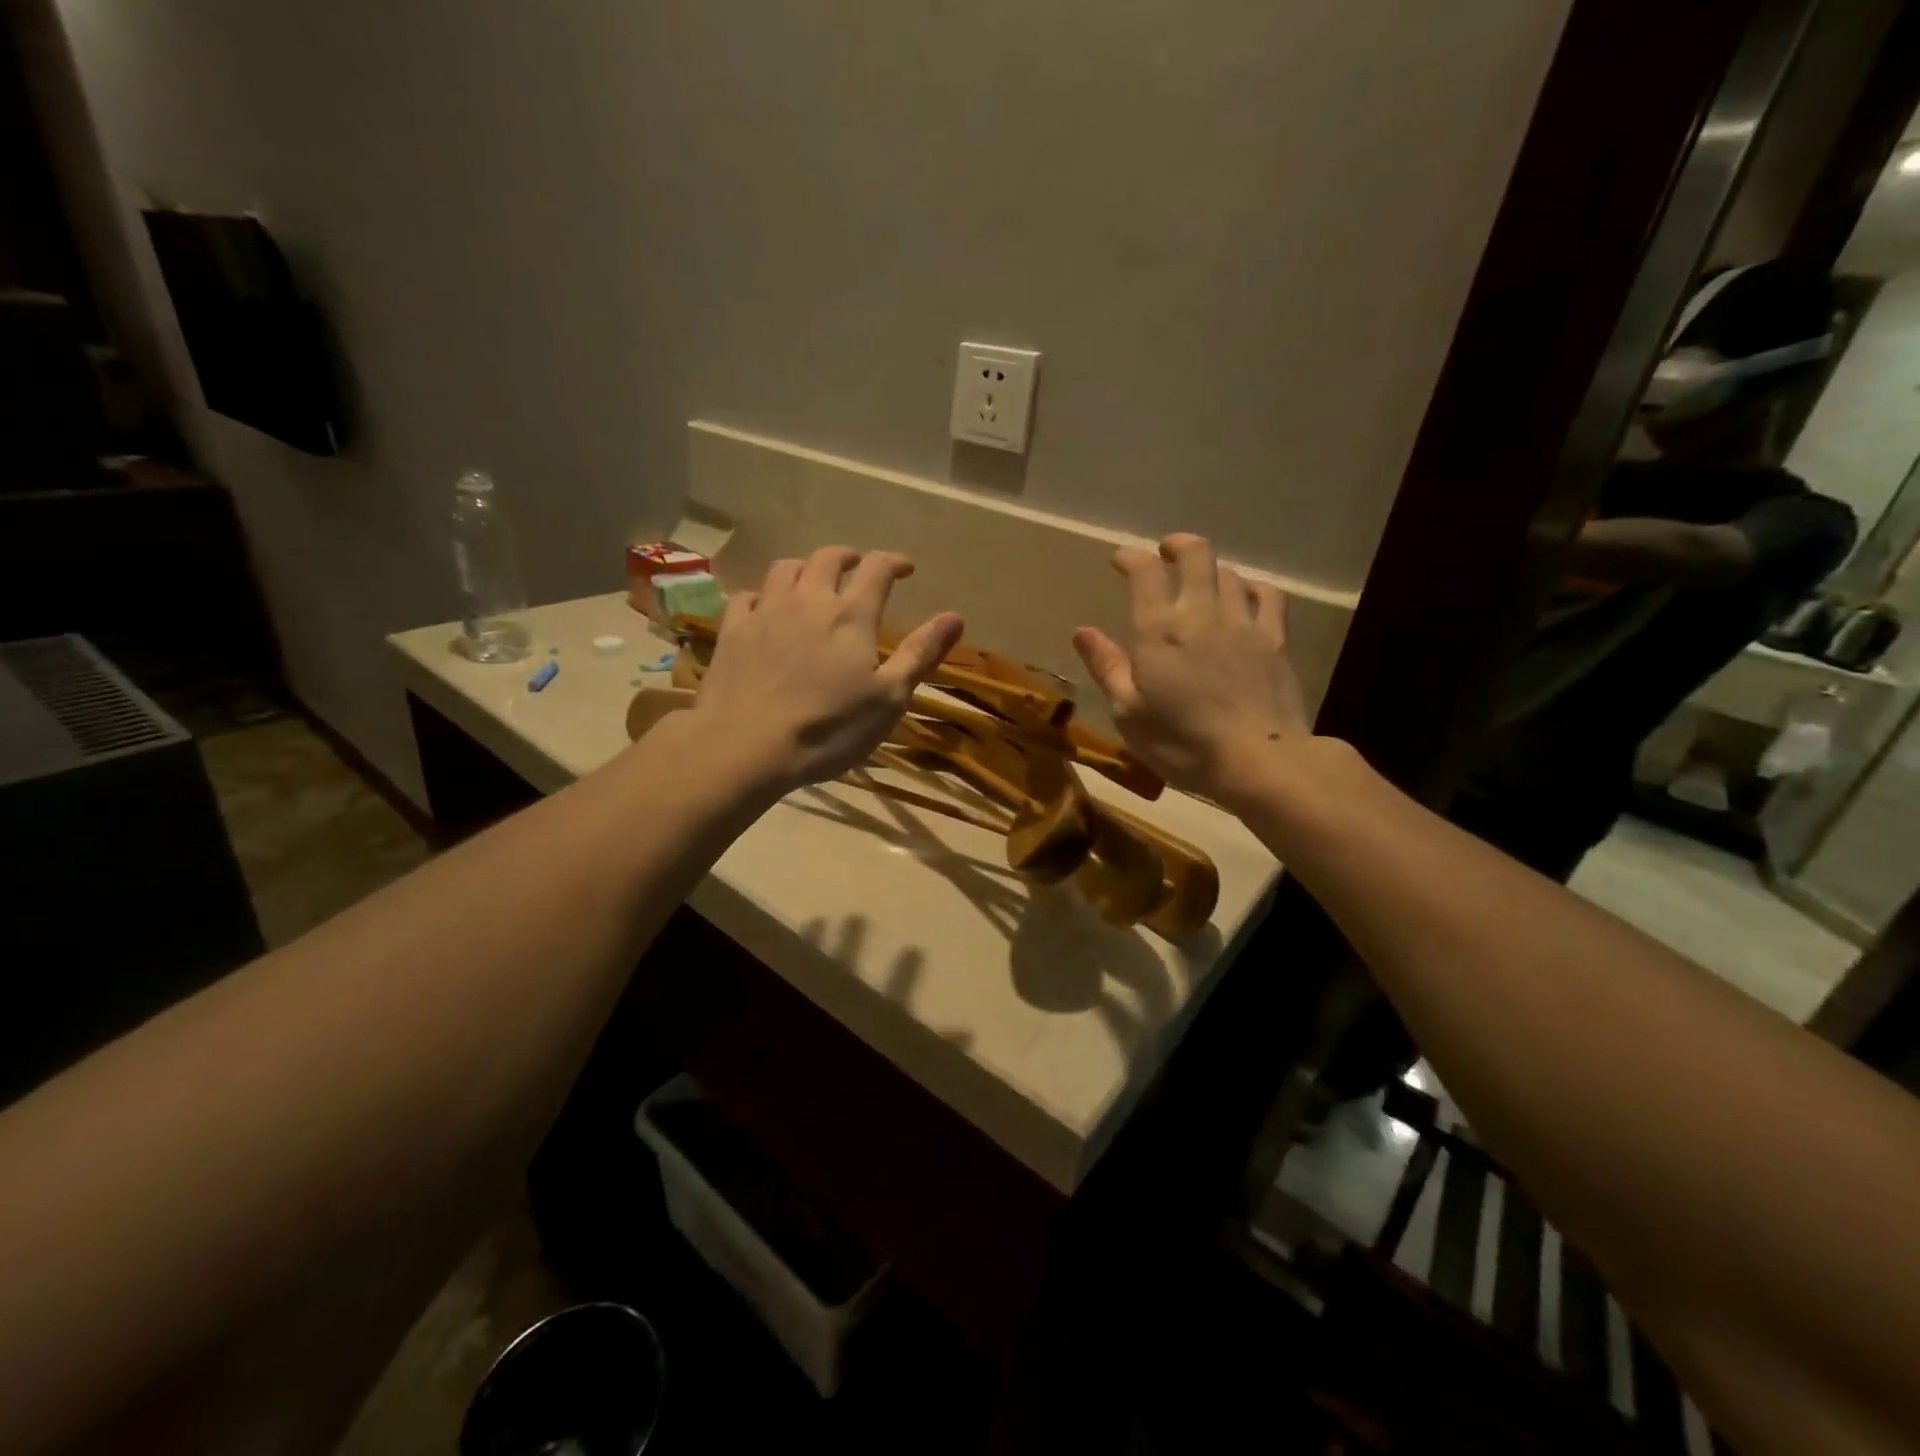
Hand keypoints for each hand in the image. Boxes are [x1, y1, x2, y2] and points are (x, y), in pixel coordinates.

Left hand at [692, 546, 964, 793]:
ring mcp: (765, 612)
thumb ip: (920, 653)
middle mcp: (808, 600)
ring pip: (784, 569)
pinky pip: (746, 597)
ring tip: (812, 581)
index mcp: (851, 616)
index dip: (894, 562)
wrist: (746, 746)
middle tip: (857, 567)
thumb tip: (956, 616)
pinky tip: (764, 610)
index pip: (877, 569)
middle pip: (827, 558)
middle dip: (848, 557)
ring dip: (804, 568)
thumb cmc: (829, 728)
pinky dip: (761, 596)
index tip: (906, 568)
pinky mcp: (732, 631)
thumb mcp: (888, 698)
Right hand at [1073, 533, 1309, 804]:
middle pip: (1195, 555)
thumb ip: (1107, 667)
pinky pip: (1268, 596)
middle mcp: (1201, 614)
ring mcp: (1243, 623)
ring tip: (1201, 578)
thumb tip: (1083, 631)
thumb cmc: (1182, 742)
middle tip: (1165, 552)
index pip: (1144, 572)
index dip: (1131, 557)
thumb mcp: (1129, 713)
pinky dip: (1252, 586)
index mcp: (1158, 631)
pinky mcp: (1275, 640)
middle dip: (1177, 546)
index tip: (1120, 559)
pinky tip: (1246, 594)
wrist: (1258, 760)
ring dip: (1211, 568)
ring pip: (1229, 573)